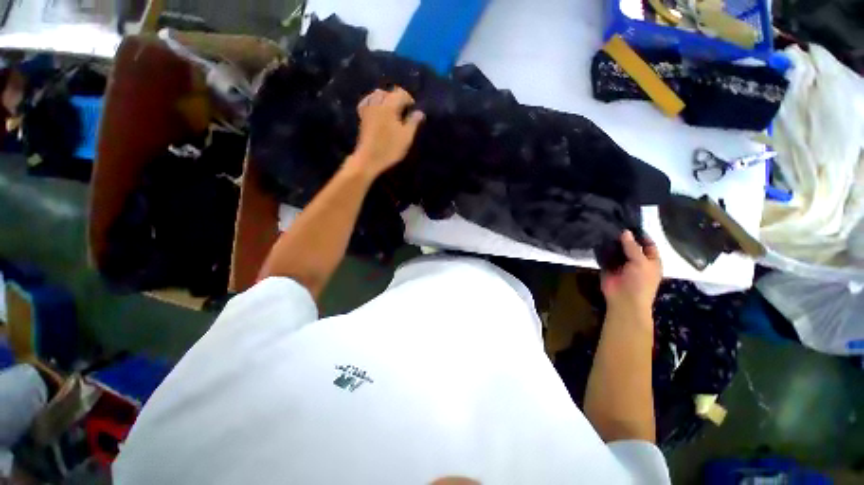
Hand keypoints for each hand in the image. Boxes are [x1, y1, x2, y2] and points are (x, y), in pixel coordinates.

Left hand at [346, 87, 424, 177]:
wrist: (368, 160)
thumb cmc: (389, 149)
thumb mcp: (406, 137)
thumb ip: (414, 122)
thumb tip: (420, 112)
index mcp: (389, 105)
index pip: (401, 93)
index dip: (410, 100)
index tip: (414, 112)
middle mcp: (377, 102)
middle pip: (389, 92)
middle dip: (398, 98)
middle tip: (405, 112)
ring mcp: (367, 109)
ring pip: (377, 95)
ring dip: (386, 99)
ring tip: (393, 111)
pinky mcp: (362, 117)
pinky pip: (368, 102)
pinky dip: (374, 102)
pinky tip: (378, 110)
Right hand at [601, 231, 661, 319]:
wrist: (624, 300)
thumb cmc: (640, 282)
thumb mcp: (641, 262)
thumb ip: (632, 247)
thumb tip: (625, 232)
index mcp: (650, 260)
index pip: (648, 244)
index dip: (641, 234)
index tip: (630, 223)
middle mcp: (636, 261)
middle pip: (630, 246)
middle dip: (623, 237)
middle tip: (613, 223)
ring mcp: (621, 264)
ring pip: (617, 250)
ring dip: (612, 243)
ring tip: (603, 228)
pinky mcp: (608, 267)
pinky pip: (605, 257)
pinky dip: (602, 250)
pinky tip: (596, 240)